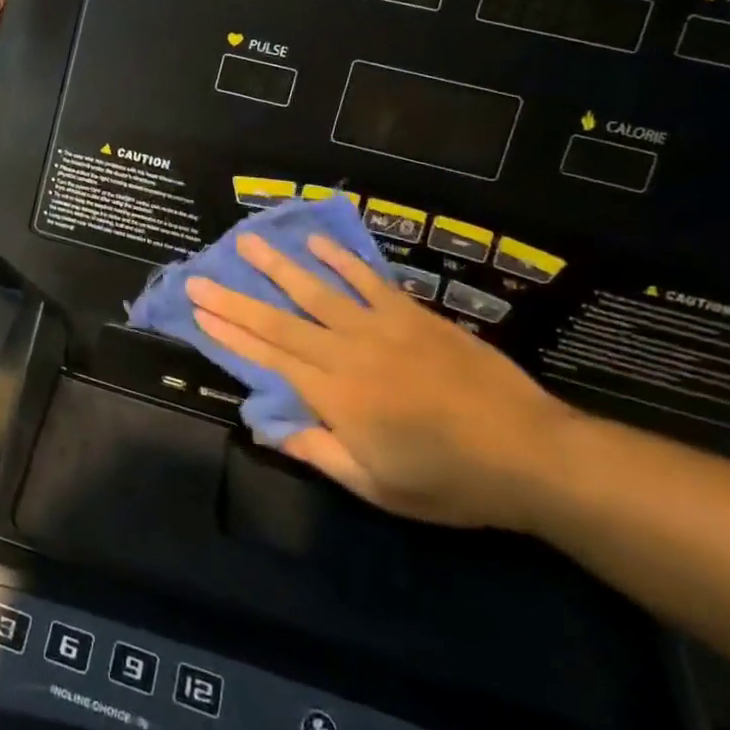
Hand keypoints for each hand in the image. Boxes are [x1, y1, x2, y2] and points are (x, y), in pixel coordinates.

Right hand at [186, 234, 576, 529]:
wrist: (529, 454)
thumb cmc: (449, 481)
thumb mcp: (378, 487)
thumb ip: (319, 453)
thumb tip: (267, 426)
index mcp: (335, 397)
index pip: (269, 358)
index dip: (230, 333)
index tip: (199, 312)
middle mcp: (347, 353)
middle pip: (280, 321)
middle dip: (235, 299)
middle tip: (199, 277)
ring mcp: (380, 328)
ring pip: (317, 291)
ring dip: (277, 266)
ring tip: (247, 242)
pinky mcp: (412, 314)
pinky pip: (367, 280)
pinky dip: (340, 259)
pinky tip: (315, 242)